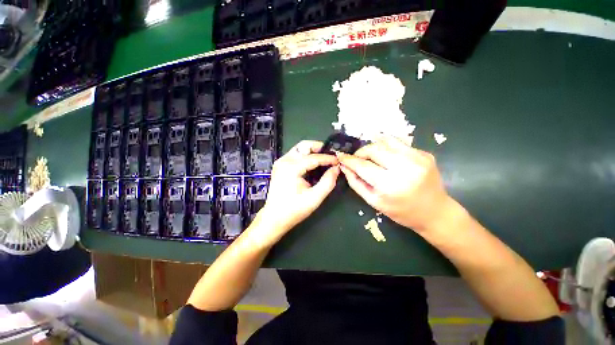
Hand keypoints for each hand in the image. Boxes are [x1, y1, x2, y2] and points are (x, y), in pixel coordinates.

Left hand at [255, 140, 339, 243]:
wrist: (274, 218)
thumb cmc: (294, 210)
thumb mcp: (314, 198)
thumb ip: (327, 182)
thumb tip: (336, 169)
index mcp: (291, 168)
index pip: (314, 158)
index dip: (328, 158)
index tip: (338, 161)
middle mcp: (284, 161)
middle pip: (304, 146)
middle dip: (319, 148)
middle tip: (331, 155)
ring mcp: (281, 162)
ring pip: (299, 149)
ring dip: (312, 151)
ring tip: (324, 158)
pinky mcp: (280, 166)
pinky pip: (295, 155)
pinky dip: (306, 156)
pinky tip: (314, 164)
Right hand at [337, 136, 452, 231]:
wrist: (435, 212)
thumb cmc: (401, 212)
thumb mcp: (373, 201)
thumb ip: (356, 182)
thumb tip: (345, 167)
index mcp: (389, 184)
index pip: (362, 165)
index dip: (349, 159)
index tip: (340, 156)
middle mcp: (404, 167)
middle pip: (374, 149)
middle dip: (361, 152)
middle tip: (357, 159)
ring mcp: (417, 158)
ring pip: (386, 141)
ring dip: (373, 147)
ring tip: (370, 156)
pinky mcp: (424, 154)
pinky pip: (399, 143)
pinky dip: (387, 147)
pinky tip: (386, 156)